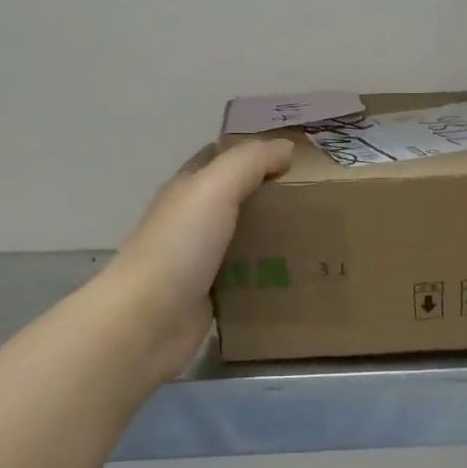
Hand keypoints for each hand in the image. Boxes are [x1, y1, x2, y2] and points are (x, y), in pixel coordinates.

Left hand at [101, 138, 294, 378]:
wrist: (148, 320)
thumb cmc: (180, 245)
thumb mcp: (215, 188)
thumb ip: (250, 162)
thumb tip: (286, 147)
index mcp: (188, 188)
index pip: (221, 158)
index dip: (254, 152)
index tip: (296, 155)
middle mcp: (192, 220)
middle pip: (236, 198)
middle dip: (270, 194)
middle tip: (318, 195)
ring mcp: (199, 260)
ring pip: (243, 238)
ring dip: (273, 235)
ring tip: (318, 233)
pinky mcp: (210, 295)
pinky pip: (246, 277)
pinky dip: (268, 273)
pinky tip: (298, 273)